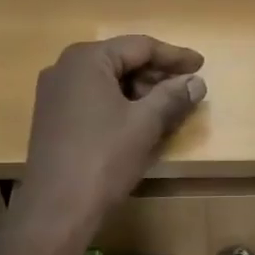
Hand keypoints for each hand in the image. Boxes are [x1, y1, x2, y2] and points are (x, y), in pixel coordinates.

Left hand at [12, 36, 206, 236]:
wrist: (57, 208)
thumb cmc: (104, 158)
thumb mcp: (145, 124)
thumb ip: (173, 97)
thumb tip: (196, 82)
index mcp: (87, 59)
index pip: (139, 46)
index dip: (174, 56)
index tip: (201, 65)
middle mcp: (65, 68)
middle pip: (121, 61)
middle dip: (156, 75)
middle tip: (187, 90)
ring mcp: (54, 94)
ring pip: (107, 82)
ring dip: (140, 92)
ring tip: (169, 109)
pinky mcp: (52, 118)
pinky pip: (93, 100)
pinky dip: (120, 105)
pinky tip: (140, 123)